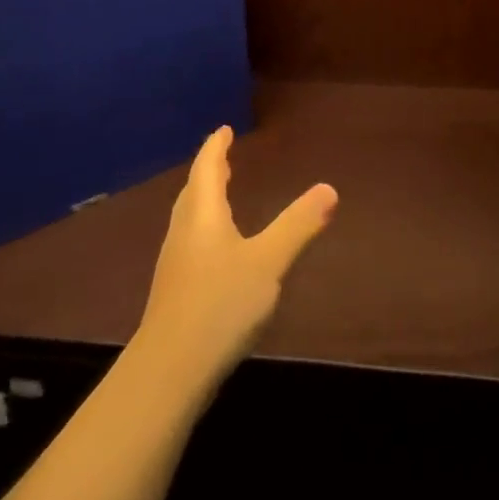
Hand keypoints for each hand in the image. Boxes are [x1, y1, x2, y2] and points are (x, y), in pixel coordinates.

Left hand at [133, 126, 336, 393]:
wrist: (169, 369)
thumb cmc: (220, 305)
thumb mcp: (268, 262)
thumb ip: (298, 225)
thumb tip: (329, 188)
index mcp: (203, 214)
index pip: (207, 168)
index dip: (216, 147)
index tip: (224, 130)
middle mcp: (184, 230)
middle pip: (194, 190)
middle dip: (209, 171)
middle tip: (223, 157)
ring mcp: (175, 262)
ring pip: (189, 217)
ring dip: (204, 198)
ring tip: (220, 194)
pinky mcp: (174, 290)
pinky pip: (190, 240)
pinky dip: (203, 226)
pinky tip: (215, 249)